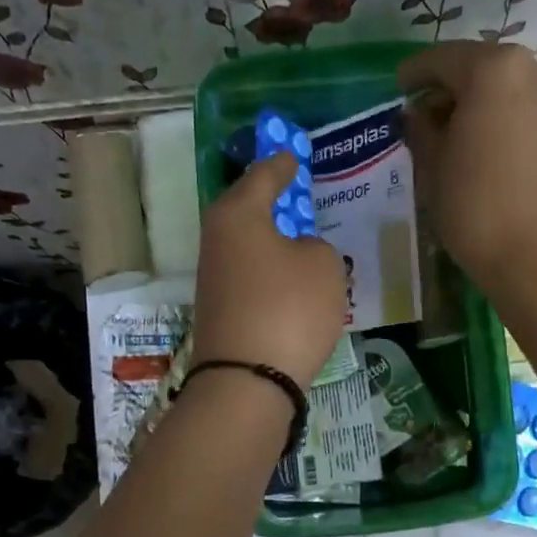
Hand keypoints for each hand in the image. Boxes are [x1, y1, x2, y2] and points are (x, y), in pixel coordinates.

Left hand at [190, 152, 346, 385]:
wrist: (247, 381)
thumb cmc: (288, 308)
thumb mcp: (322, 266)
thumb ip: (315, 246)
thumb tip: (297, 253)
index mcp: (238, 213)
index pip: (264, 175)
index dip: (283, 163)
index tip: (293, 154)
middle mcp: (217, 240)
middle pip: (247, 210)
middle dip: (272, 200)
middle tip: (297, 192)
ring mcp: (214, 278)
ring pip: (248, 246)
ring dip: (272, 240)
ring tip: (301, 239)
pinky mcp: (219, 311)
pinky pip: (250, 277)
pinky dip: (269, 272)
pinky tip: (290, 280)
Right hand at [399, 42, 536, 307]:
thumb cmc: (477, 209)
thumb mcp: (433, 170)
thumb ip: (422, 130)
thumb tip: (420, 114)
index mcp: (495, 71)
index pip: (443, 59)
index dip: (415, 73)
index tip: (399, 88)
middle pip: (485, 72)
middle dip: (456, 90)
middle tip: (431, 119)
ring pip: (517, 96)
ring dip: (490, 111)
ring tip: (469, 143)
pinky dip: (517, 132)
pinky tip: (504, 165)